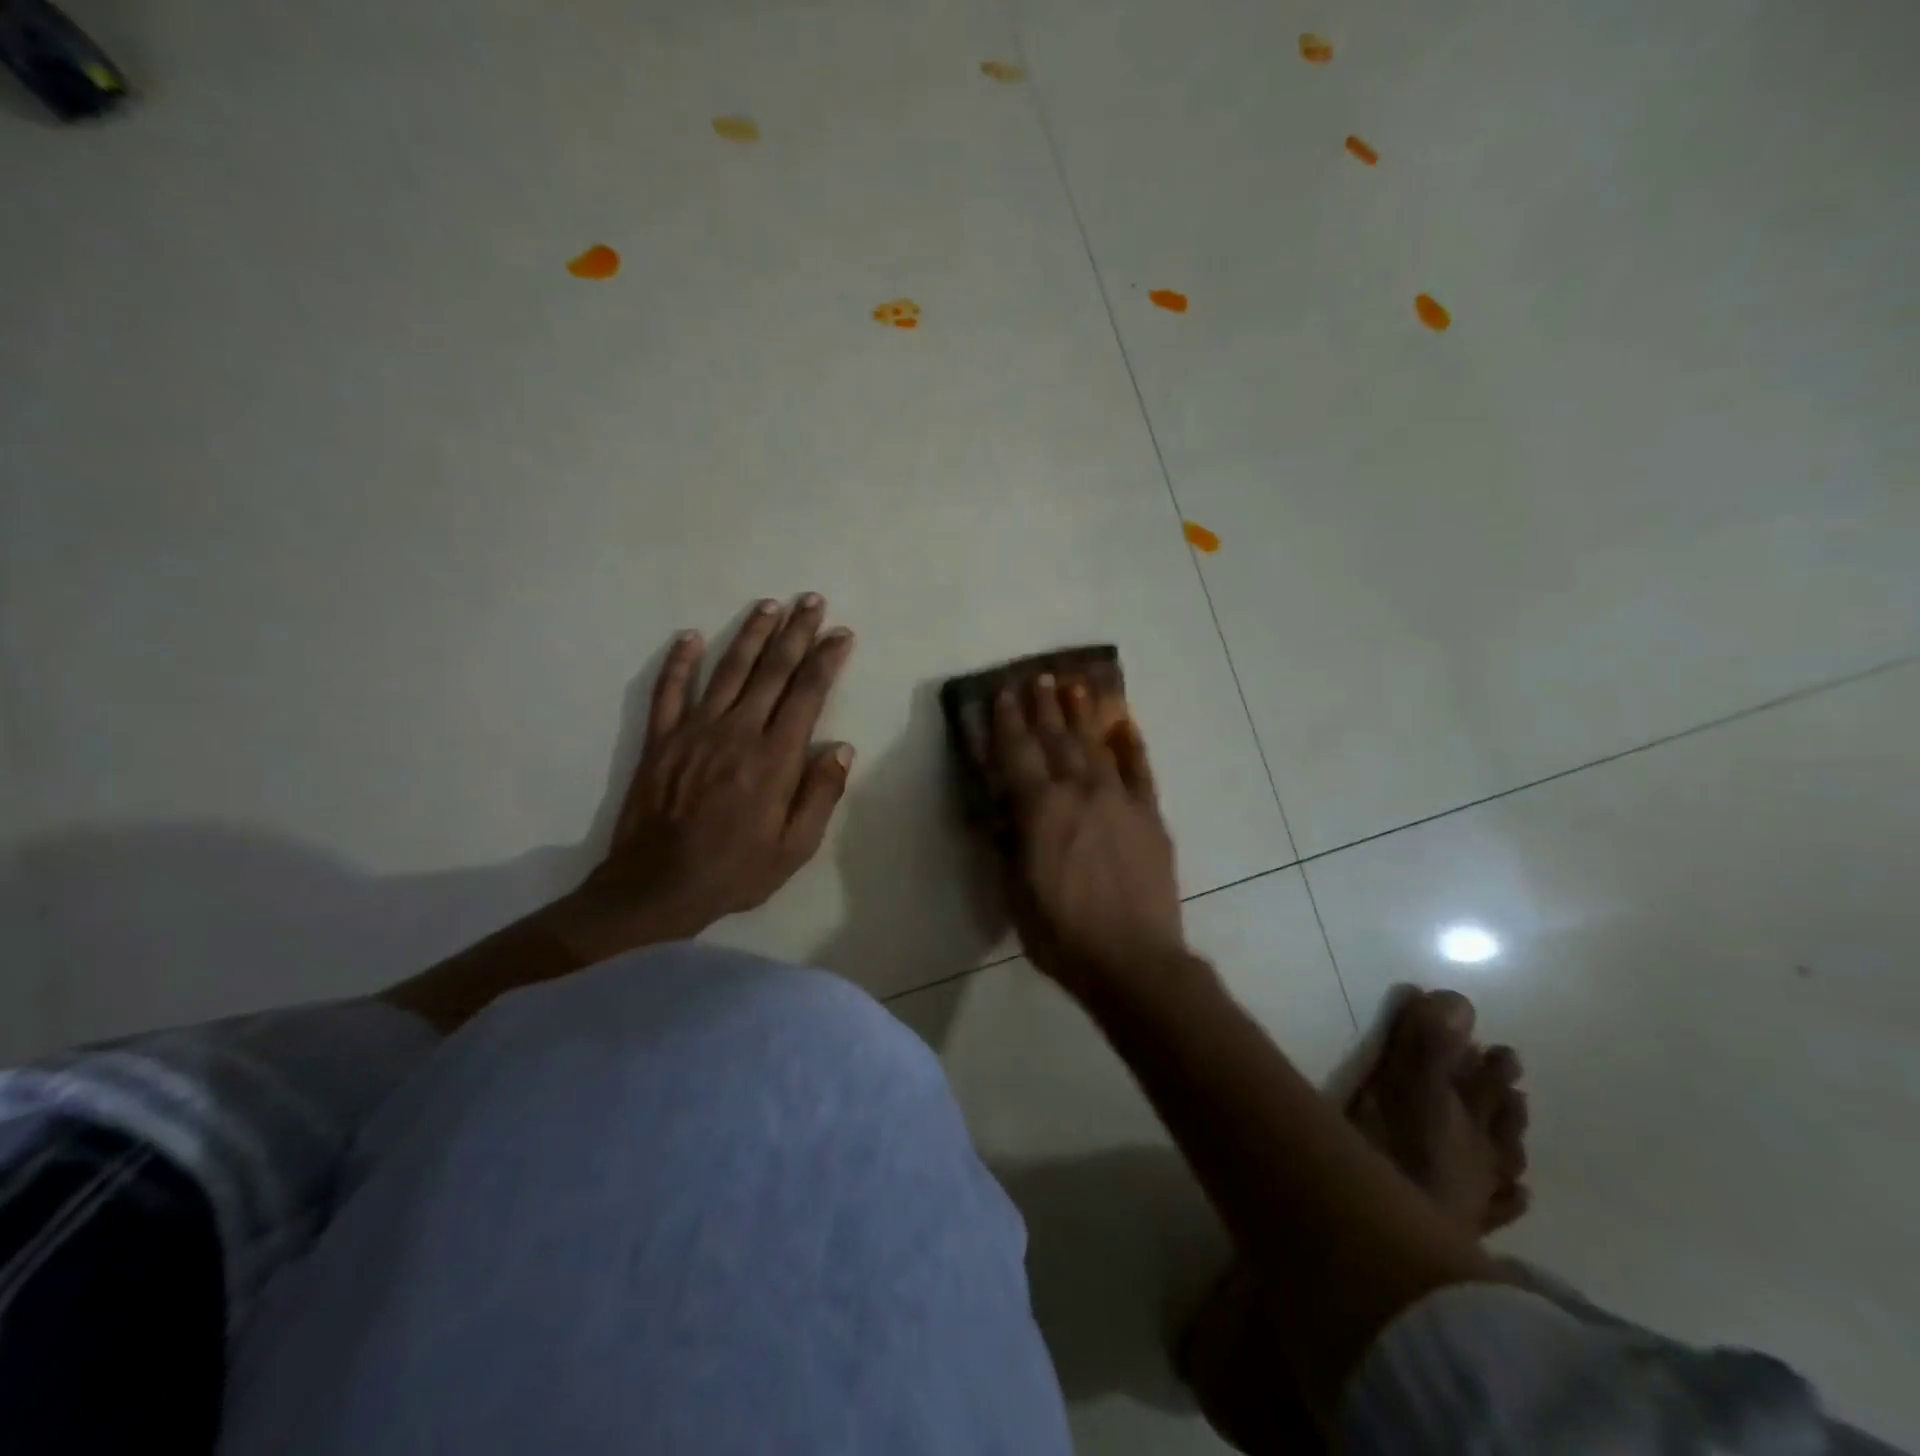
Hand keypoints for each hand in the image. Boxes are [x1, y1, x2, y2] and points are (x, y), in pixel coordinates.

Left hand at [551, 594, 856, 960]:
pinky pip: (668, 690)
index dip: (826, 660)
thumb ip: (820, 795)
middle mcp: (737, 732)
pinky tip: (690, 636)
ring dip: (750, 634)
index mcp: (773, 758)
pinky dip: (678, 661)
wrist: (657, 887)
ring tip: (769, 605)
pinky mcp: (660, 739)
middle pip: (771, 670)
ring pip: (727, 670)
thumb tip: (841, 748)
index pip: (807, 694)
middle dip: (796, 633)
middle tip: (811, 601)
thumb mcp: (794, 848)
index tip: (841, 634)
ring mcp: (694, 731)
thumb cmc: (735, 871)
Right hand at [991, 674, 1188, 997]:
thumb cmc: (1062, 933)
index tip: (1003, 694)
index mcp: (1040, 809)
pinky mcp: (1150, 817)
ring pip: (1096, 746)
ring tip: (1075, 686)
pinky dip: (1132, 746)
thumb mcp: (1015, 892)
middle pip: (1057, 739)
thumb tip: (1004, 814)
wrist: (1133, 960)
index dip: (1008, 721)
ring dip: (1083, 715)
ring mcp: (1120, 800)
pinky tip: (1125, 727)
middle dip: (1044, 707)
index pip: (1018, 753)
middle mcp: (1079, 792)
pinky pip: (1141, 771)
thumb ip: (1008, 845)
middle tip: (1038, 678)